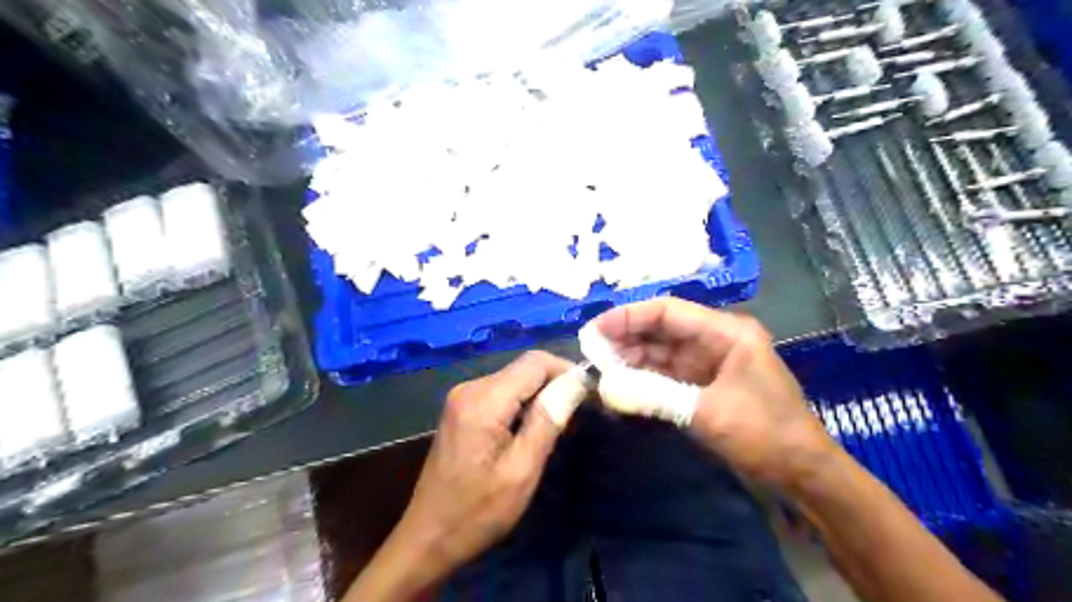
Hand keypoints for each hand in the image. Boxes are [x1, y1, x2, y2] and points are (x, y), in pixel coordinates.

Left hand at [347, 351, 574, 598]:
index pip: (535, 362)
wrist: (428, 537)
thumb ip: (548, 420)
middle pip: (524, 368)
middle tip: (573, 420)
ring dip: (539, 397)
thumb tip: (576, 380)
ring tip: (555, 429)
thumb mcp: (522, 470)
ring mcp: (462, 397)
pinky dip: (521, 405)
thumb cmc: (478, 512)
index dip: (566, 370)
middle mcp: (470, 388)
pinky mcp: (461, 408)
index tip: (587, 396)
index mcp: (483, 400)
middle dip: (554, 385)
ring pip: (514, 379)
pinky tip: (528, 432)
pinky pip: (501, 393)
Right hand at [594, 299, 836, 491]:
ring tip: (599, 369)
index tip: (594, 330)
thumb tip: (604, 385)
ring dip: (631, 359)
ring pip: (661, 351)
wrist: (802, 473)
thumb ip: (653, 394)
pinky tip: (620, 384)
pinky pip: (666, 373)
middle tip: (590, 352)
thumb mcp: (707, 412)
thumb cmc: (765, 434)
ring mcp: (709, 362)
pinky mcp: (703, 384)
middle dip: (625, 338)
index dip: (627, 316)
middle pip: (661, 329)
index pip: (668, 311)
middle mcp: (715, 339)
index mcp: (726, 331)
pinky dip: (644, 378)